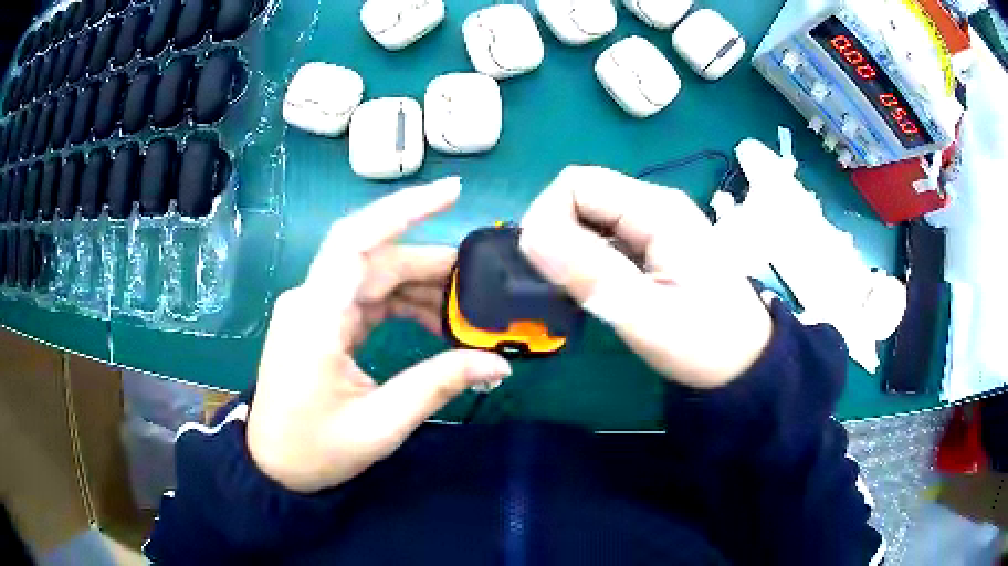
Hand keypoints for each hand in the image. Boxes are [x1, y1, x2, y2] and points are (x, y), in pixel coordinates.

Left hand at [248, 179, 511, 492]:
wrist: (273, 465)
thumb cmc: (315, 449)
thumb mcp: (380, 424)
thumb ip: (437, 385)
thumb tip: (497, 364)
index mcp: (316, 317)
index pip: (358, 241)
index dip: (405, 209)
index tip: (454, 192)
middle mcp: (312, 299)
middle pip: (376, 259)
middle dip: (431, 265)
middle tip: (481, 283)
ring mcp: (314, 308)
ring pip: (373, 277)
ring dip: (419, 287)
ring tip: (465, 310)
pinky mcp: (321, 322)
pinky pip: (366, 298)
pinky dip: (401, 304)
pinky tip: (433, 321)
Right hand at [520, 166, 771, 388]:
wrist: (746, 363)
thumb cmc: (706, 342)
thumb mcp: (647, 315)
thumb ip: (591, 274)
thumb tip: (530, 236)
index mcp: (657, 210)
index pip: (577, 183)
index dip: (547, 215)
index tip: (541, 265)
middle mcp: (654, 206)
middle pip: (581, 195)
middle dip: (555, 234)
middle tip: (556, 285)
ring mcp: (655, 224)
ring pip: (590, 217)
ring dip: (569, 248)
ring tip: (572, 290)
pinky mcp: (653, 245)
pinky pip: (604, 236)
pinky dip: (585, 258)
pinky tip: (592, 289)